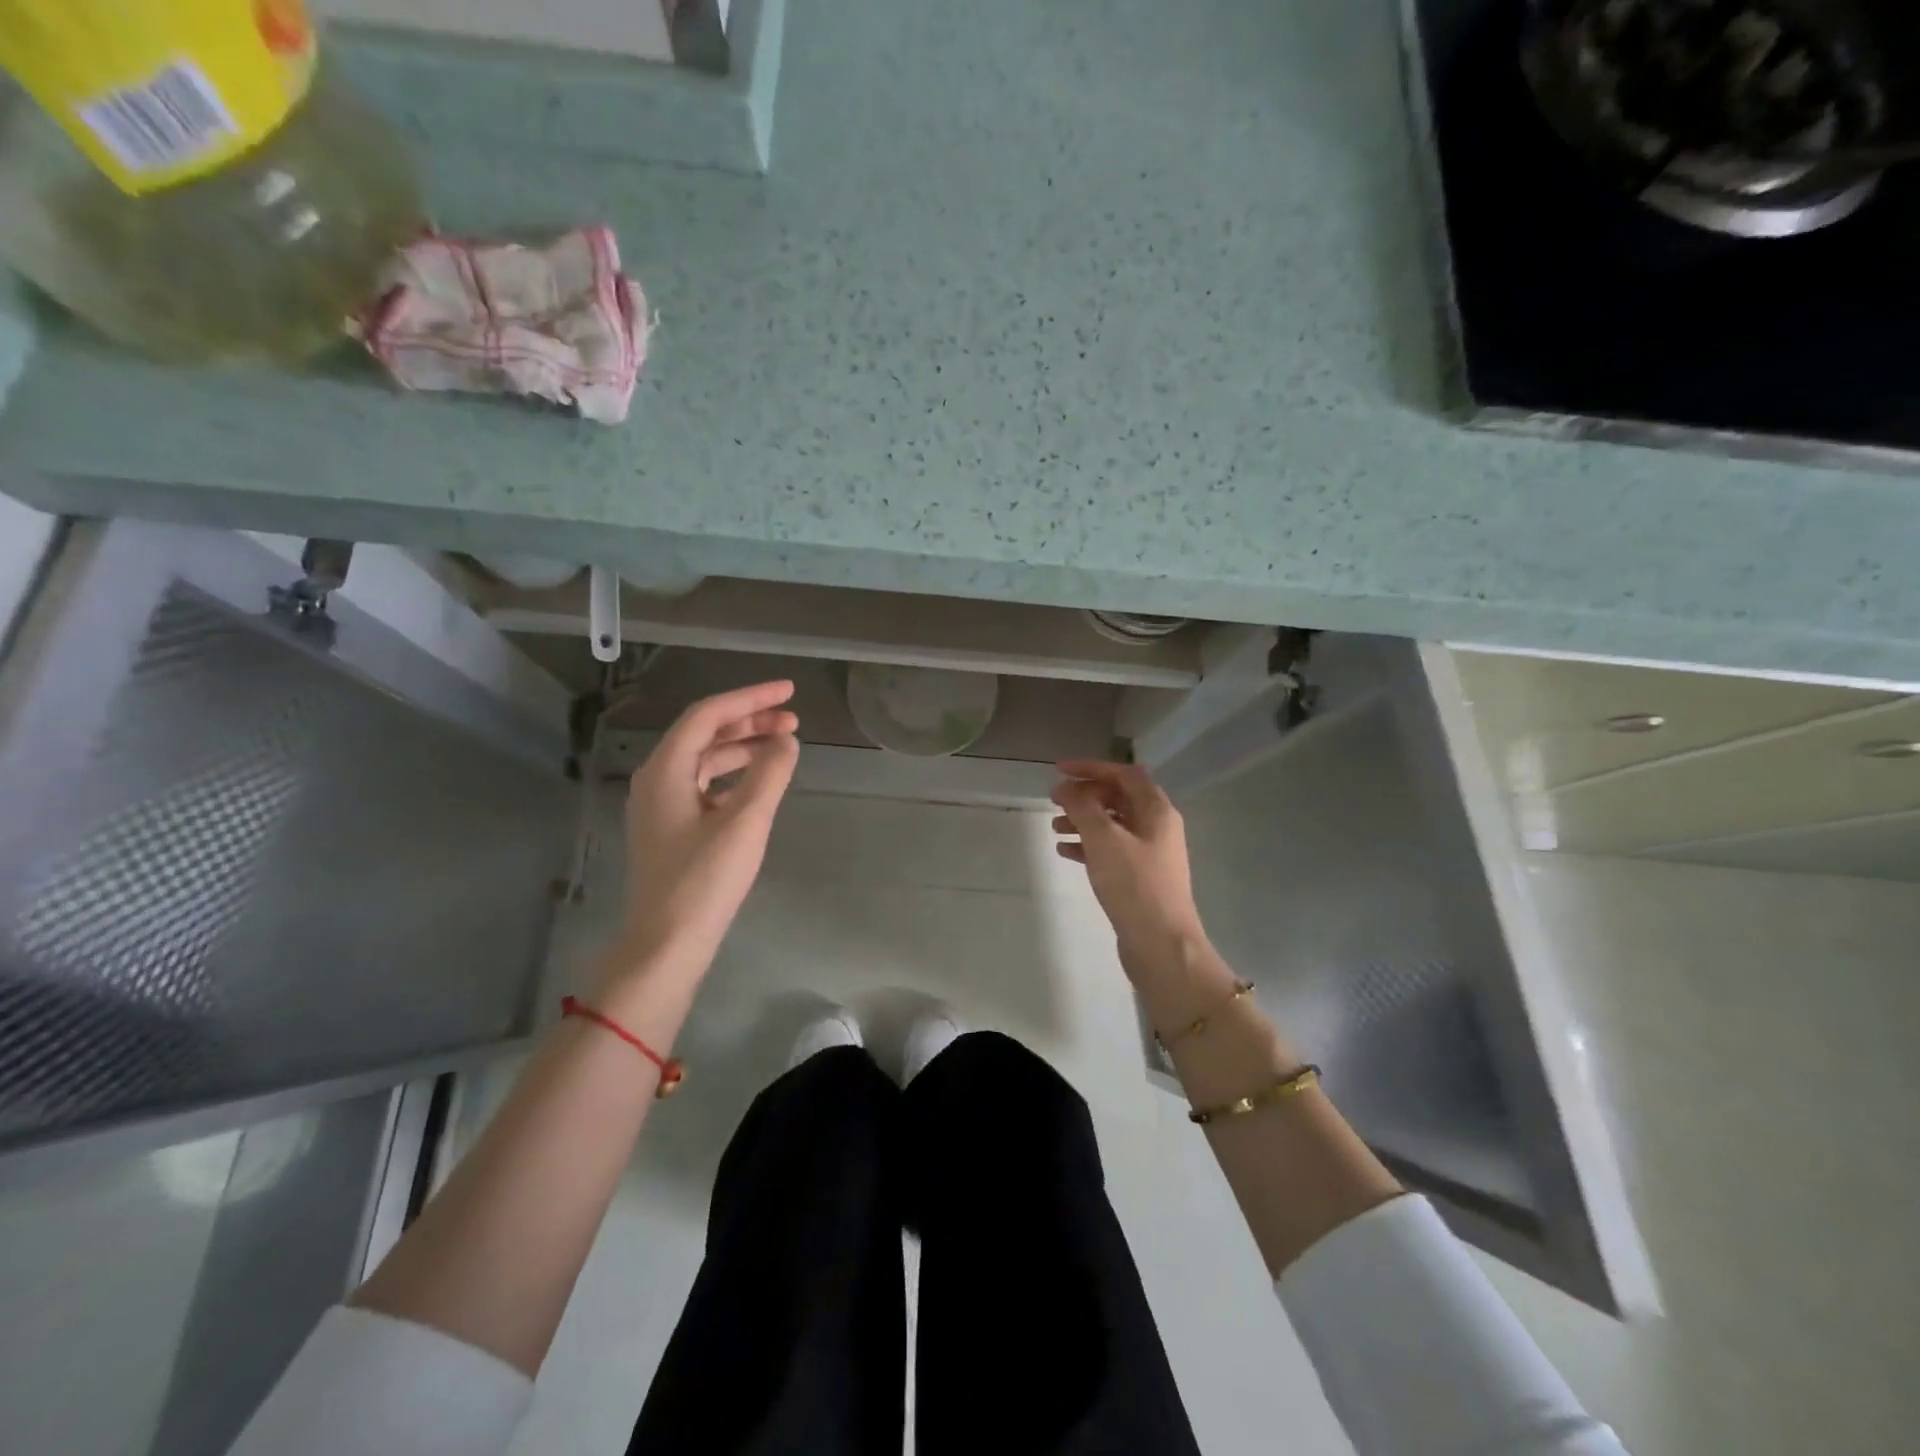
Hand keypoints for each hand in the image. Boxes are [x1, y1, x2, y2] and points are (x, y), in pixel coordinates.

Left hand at [608, 680, 799, 984]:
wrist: (667, 943)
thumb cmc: (704, 880)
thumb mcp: (745, 822)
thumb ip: (770, 774)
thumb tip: (786, 741)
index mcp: (666, 769)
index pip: (708, 715)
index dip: (750, 698)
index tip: (789, 691)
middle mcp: (657, 779)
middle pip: (705, 733)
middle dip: (750, 721)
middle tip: (793, 720)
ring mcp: (660, 805)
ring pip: (705, 759)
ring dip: (743, 747)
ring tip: (783, 746)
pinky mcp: (670, 828)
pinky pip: (704, 784)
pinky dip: (733, 774)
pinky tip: (758, 783)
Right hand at [1051, 760, 1207, 970]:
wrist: (1161, 945)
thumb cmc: (1134, 885)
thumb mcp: (1103, 839)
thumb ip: (1082, 807)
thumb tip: (1066, 786)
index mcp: (1156, 810)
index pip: (1124, 773)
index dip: (1092, 767)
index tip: (1059, 770)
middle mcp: (1157, 827)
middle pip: (1118, 798)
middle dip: (1086, 795)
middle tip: (1054, 800)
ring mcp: (1150, 853)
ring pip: (1112, 825)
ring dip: (1083, 820)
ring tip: (1054, 827)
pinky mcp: (1139, 877)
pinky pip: (1110, 850)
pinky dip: (1088, 845)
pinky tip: (1064, 851)